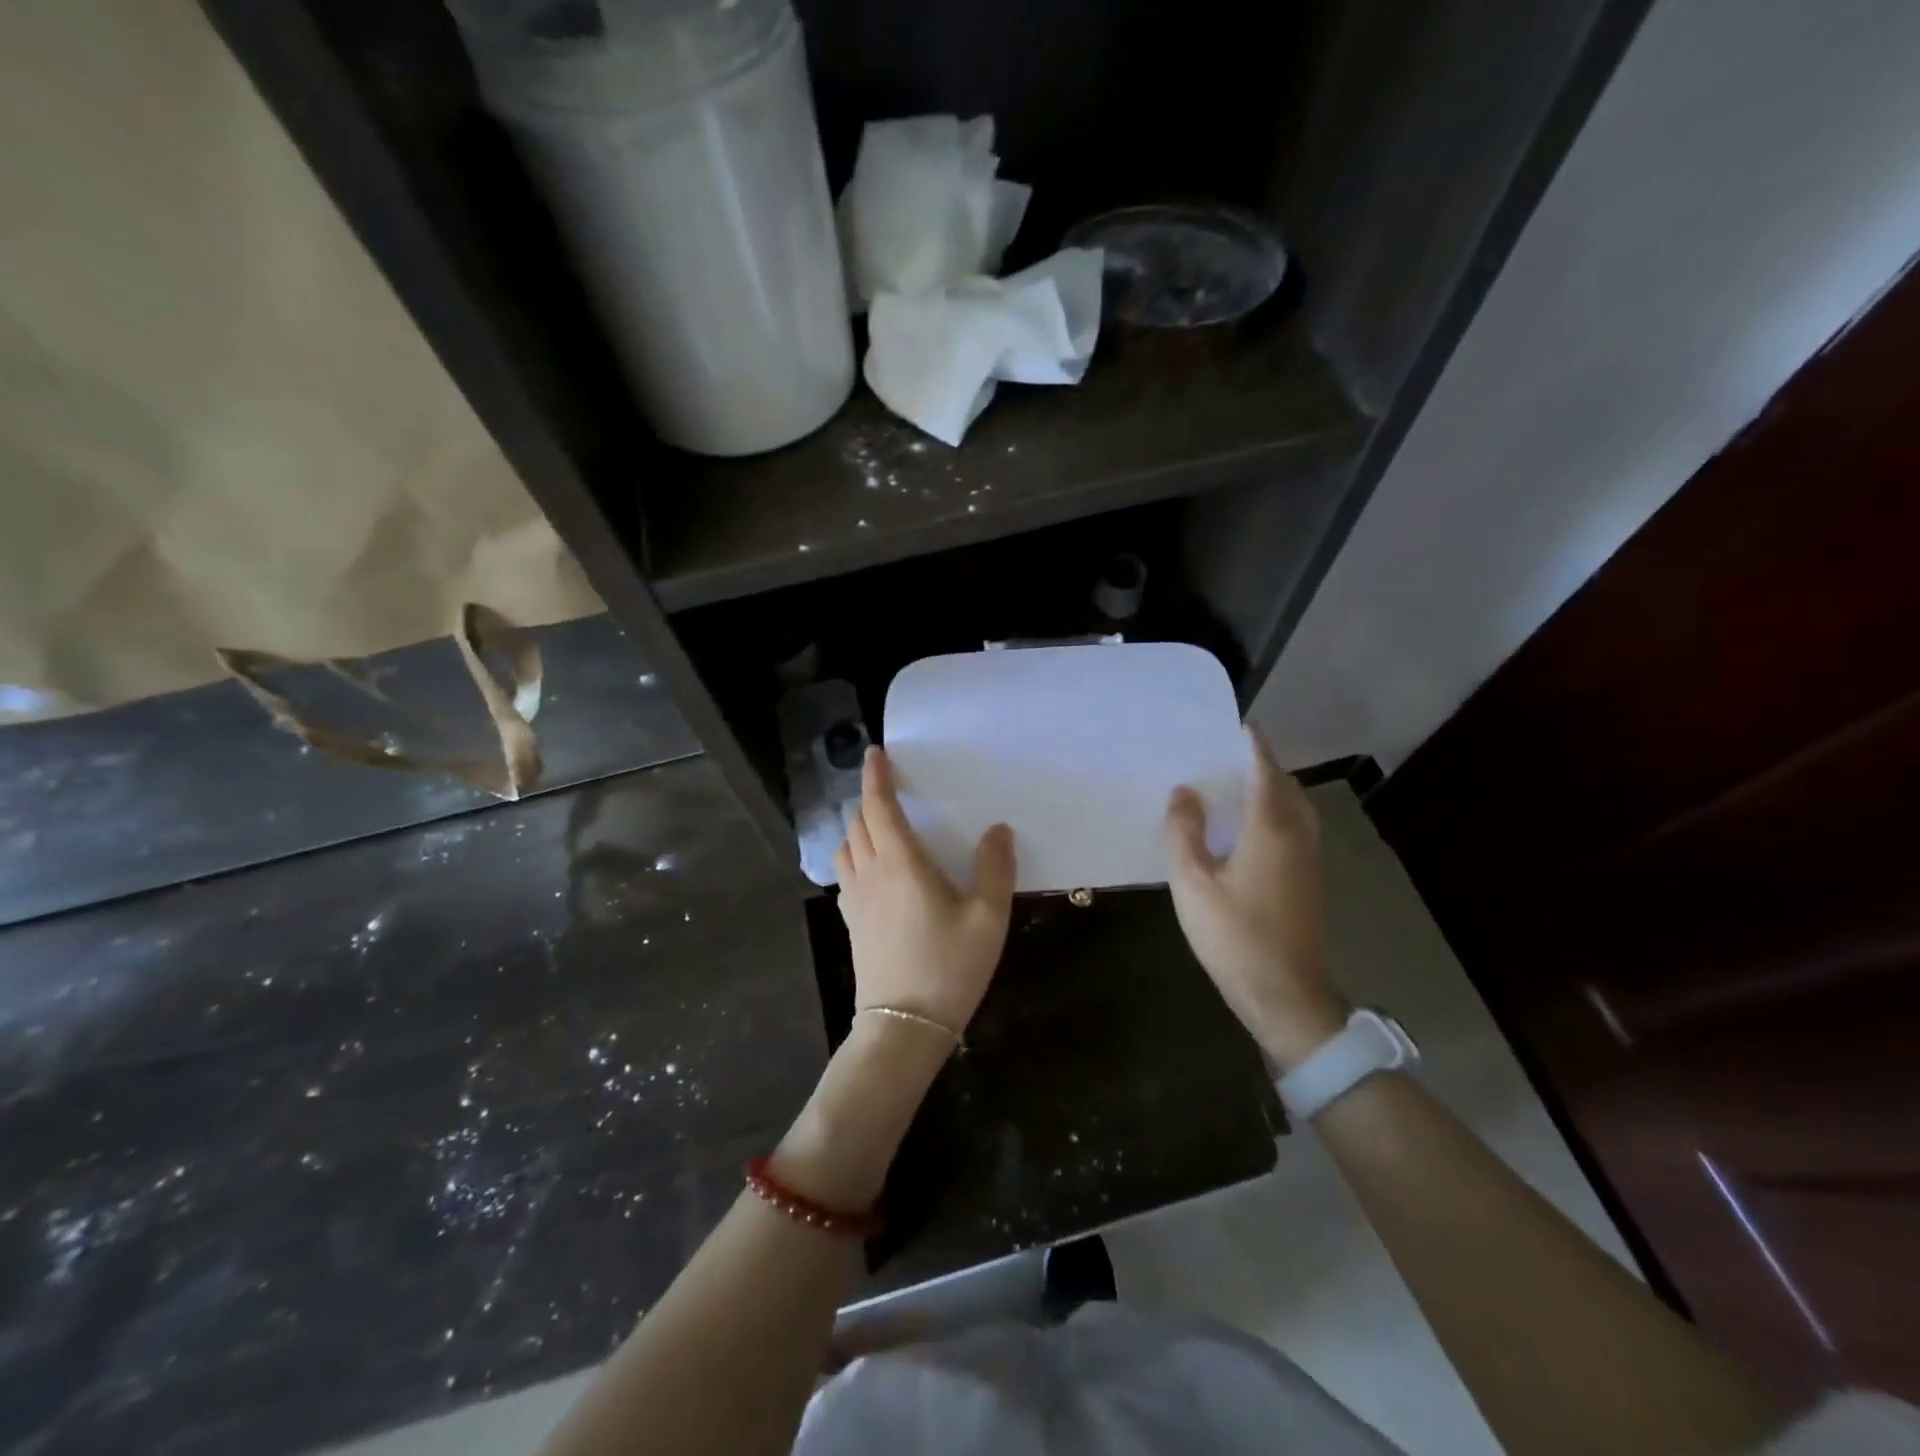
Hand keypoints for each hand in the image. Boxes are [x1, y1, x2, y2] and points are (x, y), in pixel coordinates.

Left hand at [835, 746, 1016, 1033]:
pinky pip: (846, 874)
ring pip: (846, 848)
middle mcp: (870, 874)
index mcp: (901, 864)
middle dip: (868, 799)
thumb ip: (995, 868)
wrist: (904, 1026)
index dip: (874, 777)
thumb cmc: (949, 967)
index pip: (879, 807)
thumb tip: (998, 829)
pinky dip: (854, 855)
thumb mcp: (988, 918)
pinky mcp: (852, 923)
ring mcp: (855, 900)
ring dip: (857, 827)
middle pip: (858, 823)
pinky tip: (872, 869)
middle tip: (888, 788)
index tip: (874, 753)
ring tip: (878, 824)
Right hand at [1164, 726, 1346, 1071]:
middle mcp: (1297, 836)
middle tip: (1231, 757)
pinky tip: (1252, 830)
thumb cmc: (1233, 934)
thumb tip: (1184, 792)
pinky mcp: (1309, 882)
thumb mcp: (1192, 882)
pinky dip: (1278, 813)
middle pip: (1287, 787)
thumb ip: (1184, 832)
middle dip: (1265, 766)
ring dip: (1274, 790)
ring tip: (1241, 787)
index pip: (1265, 772)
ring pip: (1296, 809)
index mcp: (1270, 828)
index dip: (1254, 747)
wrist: (1284, 994)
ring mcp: (1309, 861)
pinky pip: (1296, 829)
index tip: (1240, 727)